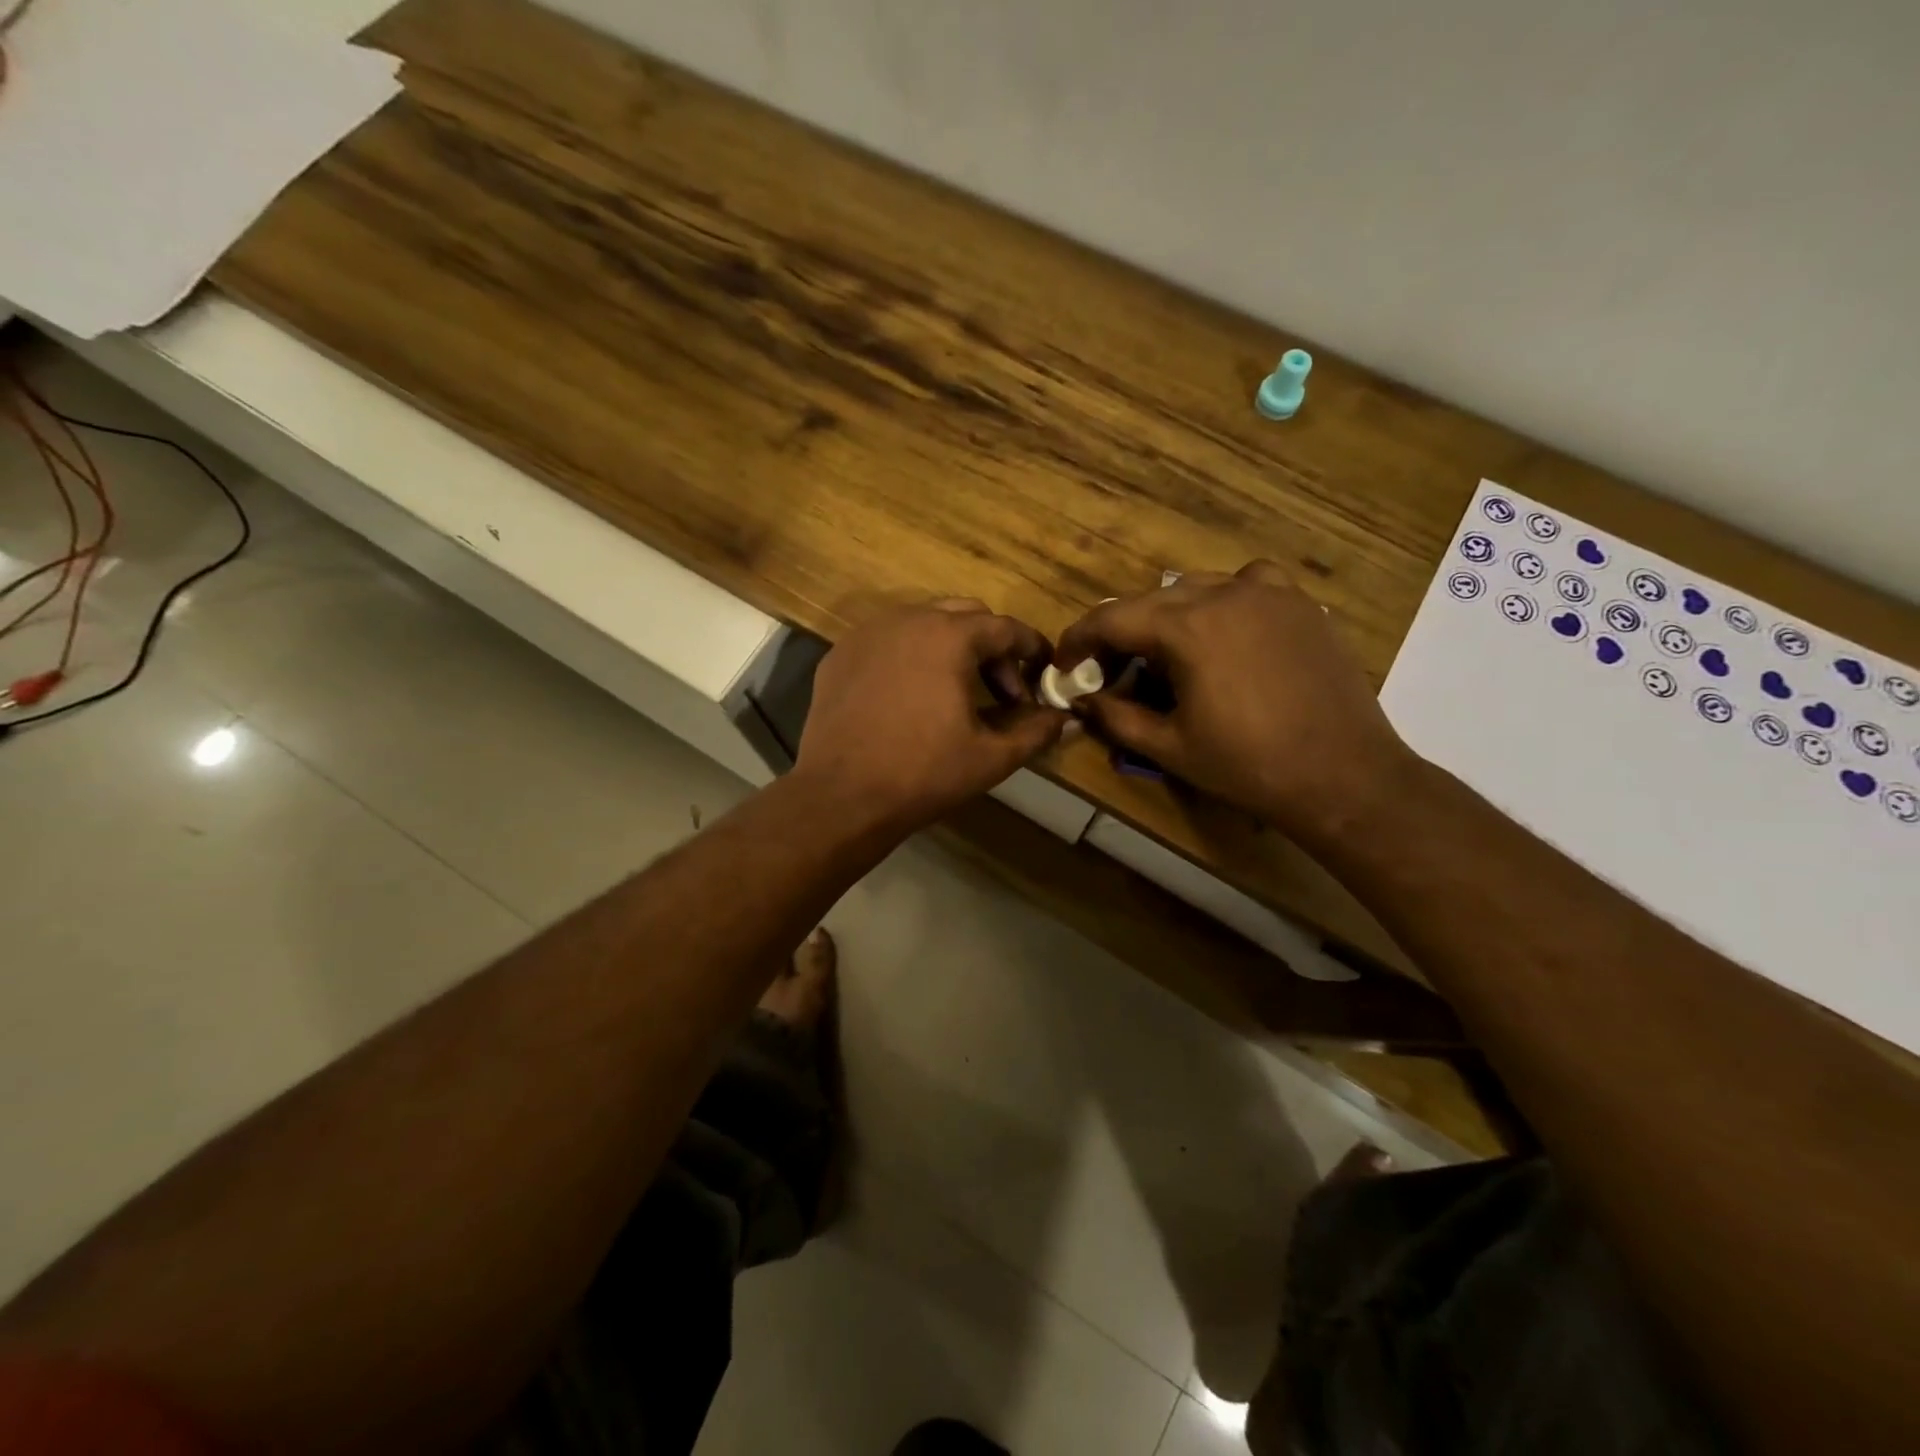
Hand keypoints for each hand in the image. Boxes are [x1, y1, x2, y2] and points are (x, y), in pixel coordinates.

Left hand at [796, 599, 1066, 834]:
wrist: (841, 796)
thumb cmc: (923, 774)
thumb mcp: (991, 757)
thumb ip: (1036, 732)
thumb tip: (1066, 720)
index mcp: (949, 636)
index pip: (1005, 627)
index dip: (1031, 649)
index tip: (1044, 673)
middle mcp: (907, 620)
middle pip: (965, 615)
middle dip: (992, 648)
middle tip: (1002, 692)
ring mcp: (867, 634)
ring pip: (922, 623)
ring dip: (950, 648)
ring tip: (956, 692)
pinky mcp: (839, 655)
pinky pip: (886, 641)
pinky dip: (910, 657)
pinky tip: (910, 697)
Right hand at [1054, 562, 1419, 840]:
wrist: (1344, 775)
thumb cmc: (1248, 765)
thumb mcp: (1169, 748)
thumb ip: (1116, 717)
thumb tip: (1084, 702)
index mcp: (1186, 627)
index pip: (1111, 618)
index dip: (1079, 640)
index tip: (1065, 667)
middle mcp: (1224, 594)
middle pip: (1150, 601)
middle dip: (1121, 633)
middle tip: (1111, 672)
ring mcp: (1269, 594)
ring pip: (1196, 587)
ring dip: (1168, 616)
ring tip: (1167, 655)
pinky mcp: (1301, 604)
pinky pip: (1248, 585)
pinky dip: (1223, 601)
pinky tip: (1228, 631)